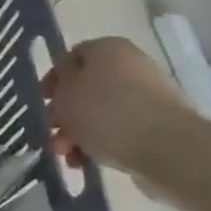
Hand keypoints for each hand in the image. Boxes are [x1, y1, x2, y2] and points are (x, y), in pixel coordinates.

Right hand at [42, 37, 201, 176]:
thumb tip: (67, 85)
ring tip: (68, 157)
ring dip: (79, 134)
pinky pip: (120, 130)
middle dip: (64, 114)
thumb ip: (59, 85)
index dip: (53, 79)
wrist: (167, 148)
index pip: (71, 57)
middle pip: (86, 88)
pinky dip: (101, 143)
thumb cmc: (106, 113)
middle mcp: (130, 65)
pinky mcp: (158, 125)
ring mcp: (148, 96)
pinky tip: (87, 162)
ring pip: (101, 112)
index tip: (43, 102)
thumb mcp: (65, 94)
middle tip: (52, 133)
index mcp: (107, 48)